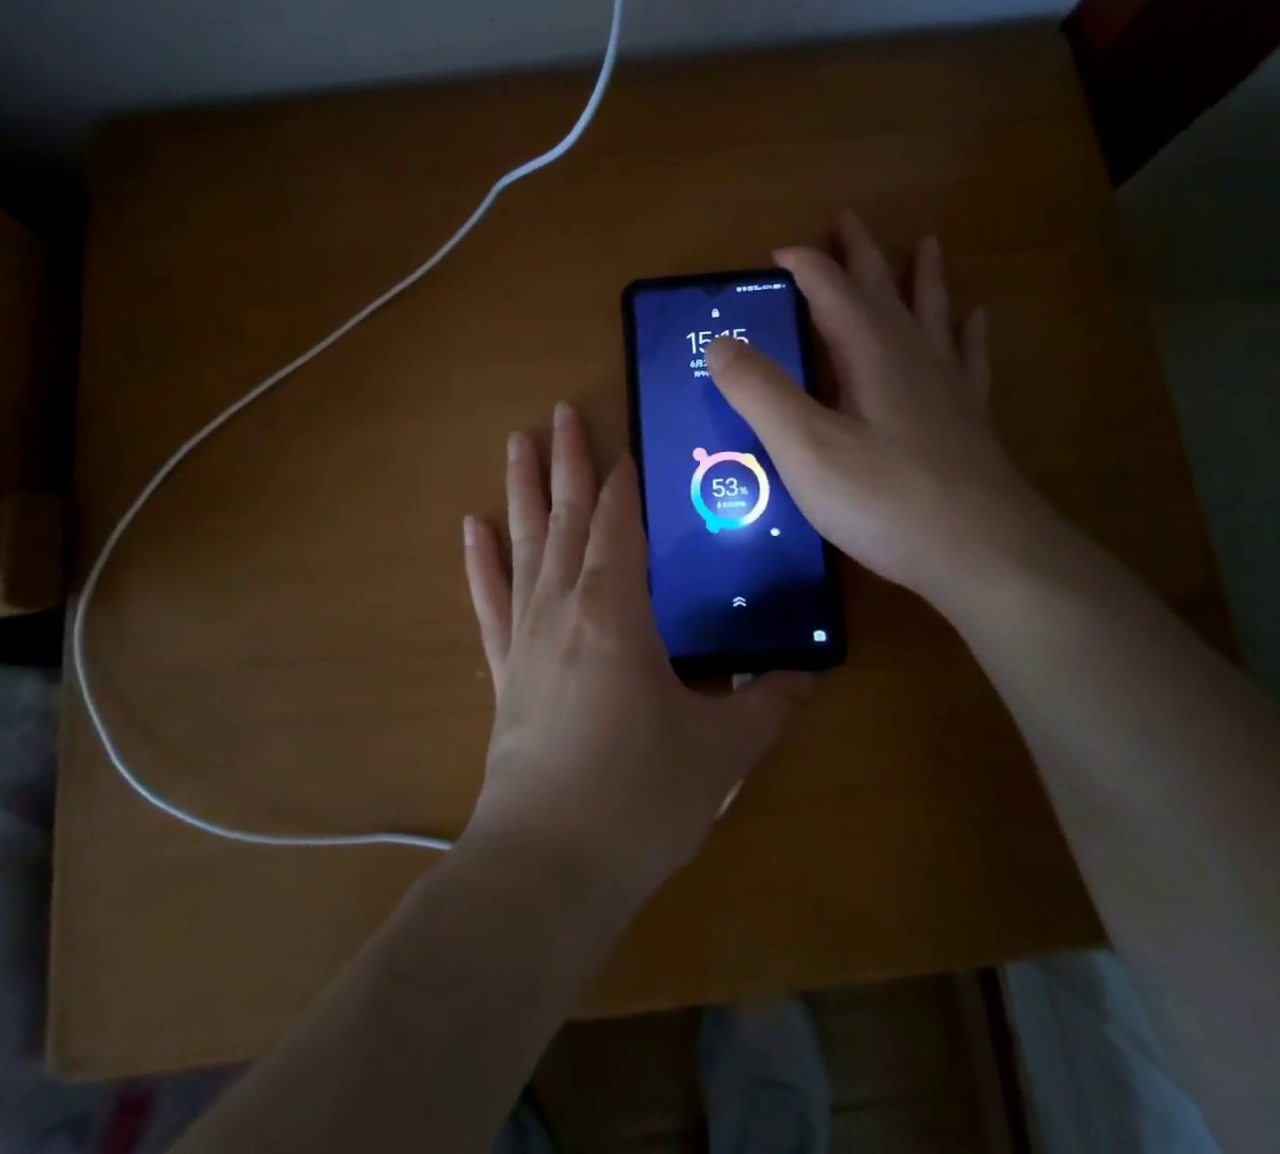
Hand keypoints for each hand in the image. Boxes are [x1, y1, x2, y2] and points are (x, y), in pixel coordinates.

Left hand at [461, 403, 812, 907]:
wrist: (546, 869)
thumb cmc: (638, 799)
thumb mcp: (721, 752)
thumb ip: (767, 705)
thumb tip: (807, 675)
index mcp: (616, 610)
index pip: (621, 522)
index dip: (625, 479)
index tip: (629, 439)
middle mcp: (564, 605)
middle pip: (567, 515)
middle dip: (569, 460)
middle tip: (563, 410)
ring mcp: (525, 635)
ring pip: (525, 542)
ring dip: (523, 489)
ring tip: (518, 440)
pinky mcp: (502, 669)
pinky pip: (489, 599)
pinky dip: (481, 561)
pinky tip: (472, 527)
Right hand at [706, 212, 1060, 609]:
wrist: (984, 554)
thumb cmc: (885, 500)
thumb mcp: (805, 448)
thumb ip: (761, 392)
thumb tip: (719, 343)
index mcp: (870, 354)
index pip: (832, 291)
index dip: (803, 266)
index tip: (775, 254)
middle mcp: (912, 357)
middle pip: (884, 290)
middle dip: (861, 255)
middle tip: (849, 219)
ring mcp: (948, 388)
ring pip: (932, 315)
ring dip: (923, 278)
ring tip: (927, 245)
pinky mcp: (970, 422)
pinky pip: (969, 360)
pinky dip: (968, 333)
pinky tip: (976, 319)